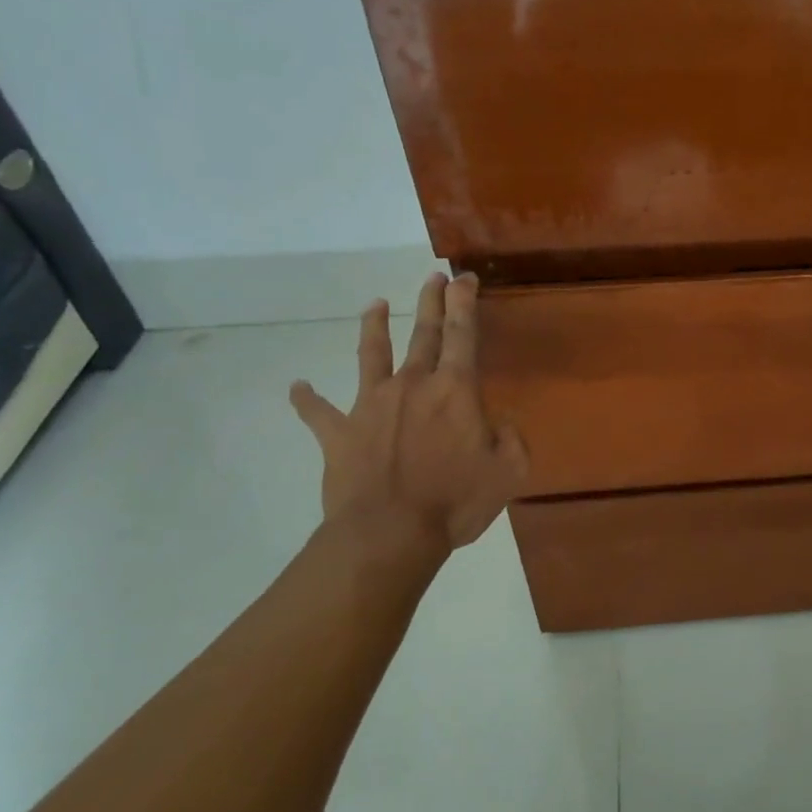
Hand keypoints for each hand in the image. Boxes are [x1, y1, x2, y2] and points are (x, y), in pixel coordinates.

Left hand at [289, 272, 528, 549]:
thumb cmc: (456, 501)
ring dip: (374, 327)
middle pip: (422, 333)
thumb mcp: (509, 470)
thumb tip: (500, 422)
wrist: (389, 533)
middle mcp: (412, 385)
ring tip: (374, 305)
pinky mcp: (340, 433)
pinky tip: (298, 387)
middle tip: (432, 277)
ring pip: (371, 355)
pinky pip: (318, 412)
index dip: (464, 302)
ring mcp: (371, 406)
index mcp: (455, 390)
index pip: (462, 334)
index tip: (463, 277)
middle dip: (430, 302)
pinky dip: (307, 399)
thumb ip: (513, 438)